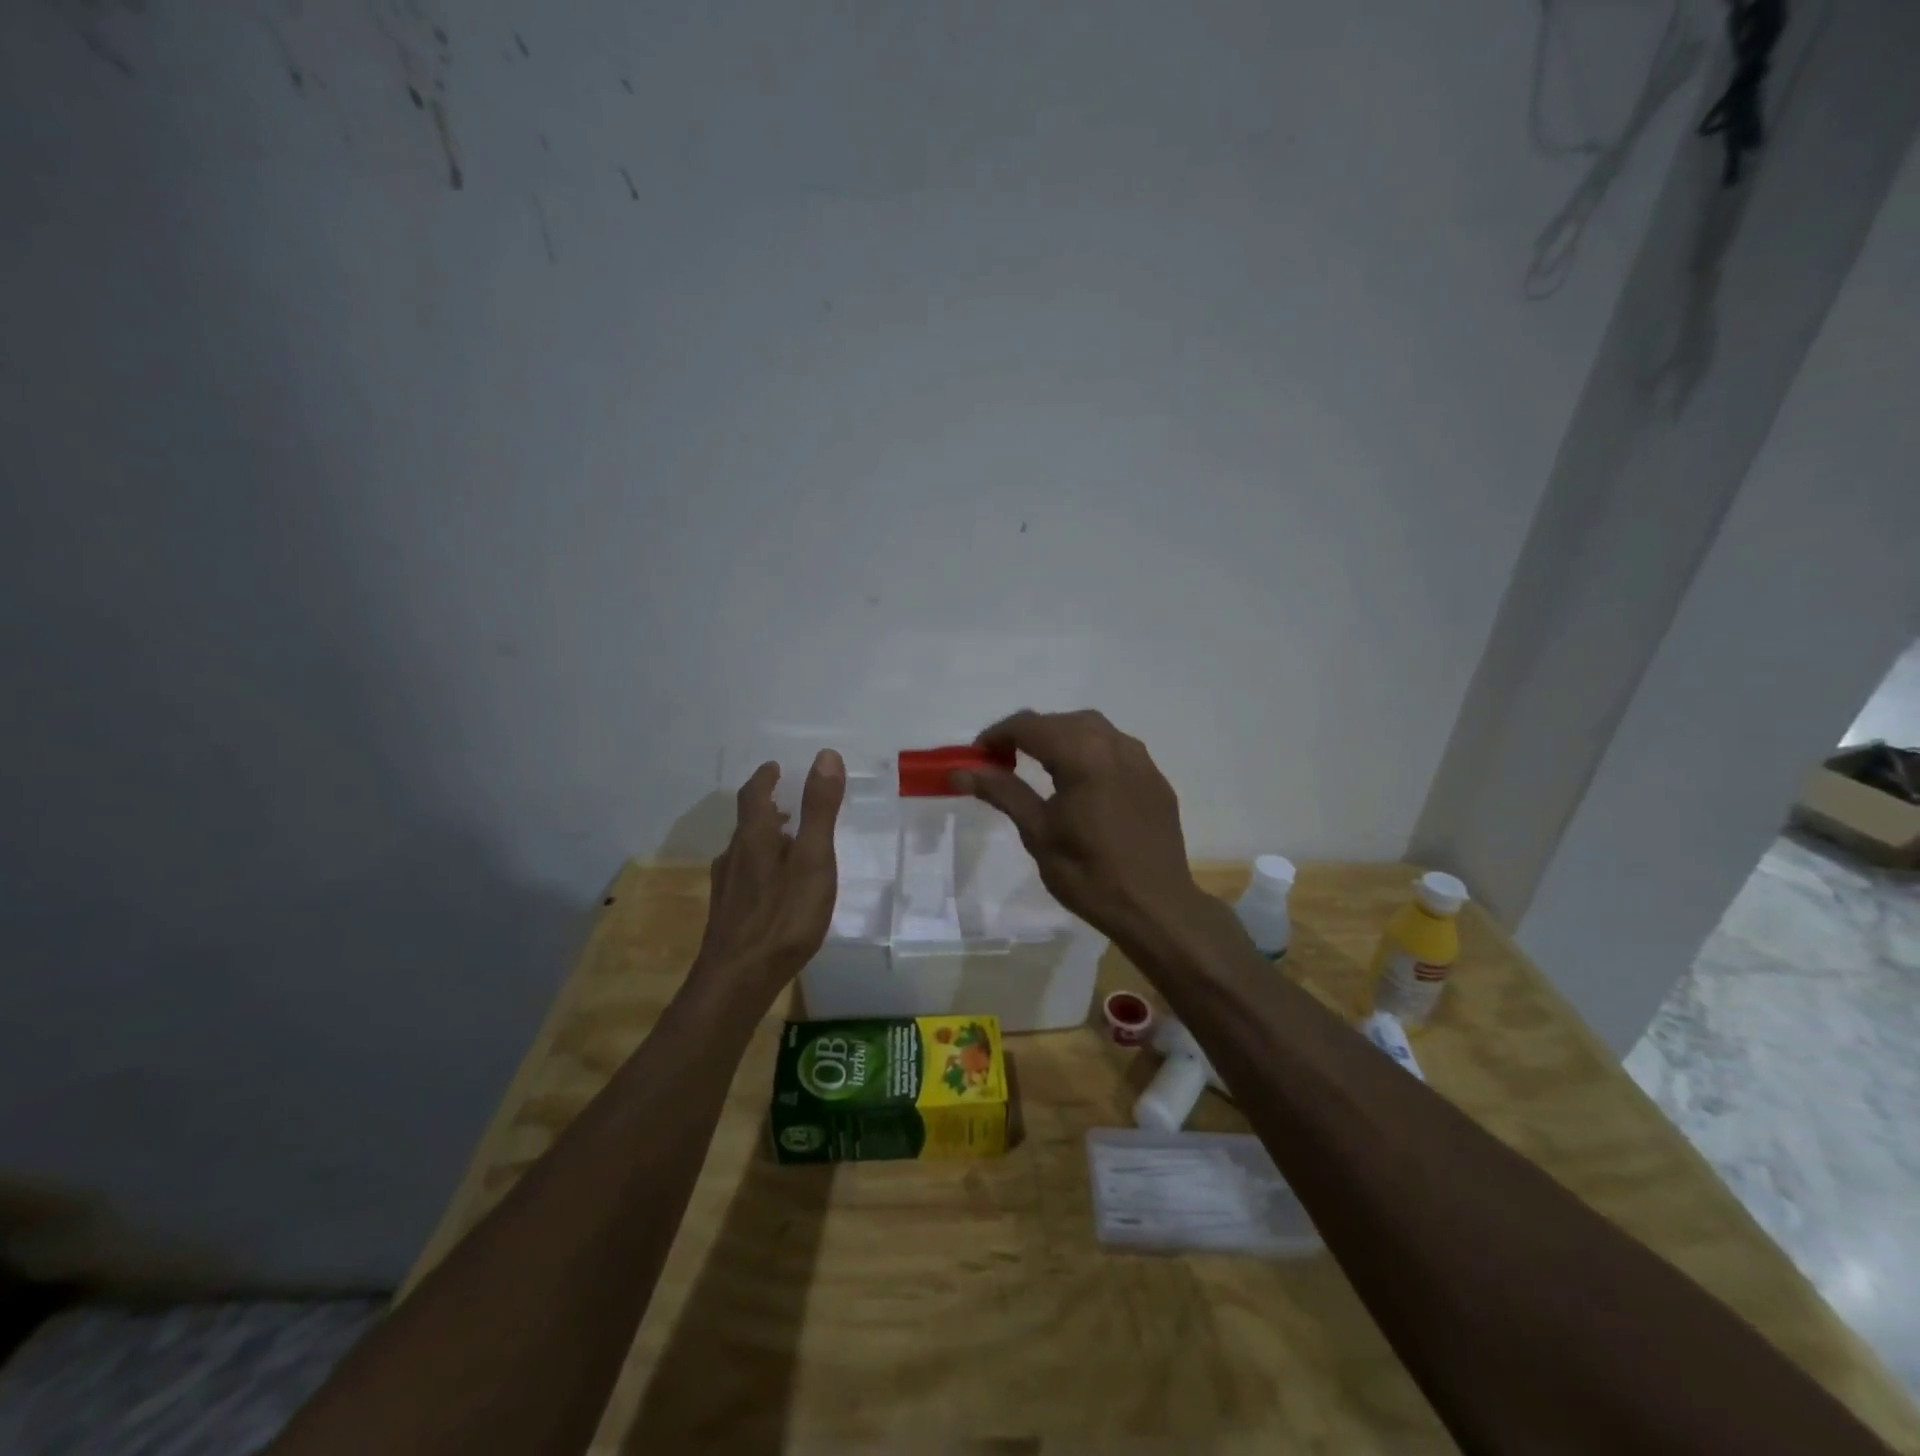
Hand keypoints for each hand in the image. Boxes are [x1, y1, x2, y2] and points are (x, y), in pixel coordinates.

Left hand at [693, 750, 844, 1003]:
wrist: (738, 980)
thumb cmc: (783, 916)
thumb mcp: (813, 859)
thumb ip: (820, 809)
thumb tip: (826, 755)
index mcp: (755, 837)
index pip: (755, 795)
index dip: (765, 778)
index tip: (774, 767)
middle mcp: (734, 856)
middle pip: (747, 823)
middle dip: (766, 808)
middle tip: (786, 802)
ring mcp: (727, 887)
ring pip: (744, 851)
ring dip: (764, 838)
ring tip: (787, 842)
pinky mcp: (727, 914)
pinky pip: (744, 877)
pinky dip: (761, 866)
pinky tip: (774, 888)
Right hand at [951, 710, 1202, 944]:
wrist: (1157, 909)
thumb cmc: (1089, 875)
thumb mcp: (1038, 833)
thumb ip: (1002, 792)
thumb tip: (960, 771)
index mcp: (1084, 756)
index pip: (1030, 725)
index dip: (997, 735)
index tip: (977, 757)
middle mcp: (1115, 745)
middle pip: (1061, 721)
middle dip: (1028, 734)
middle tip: (1002, 763)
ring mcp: (1141, 760)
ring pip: (1092, 729)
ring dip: (1060, 738)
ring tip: (1039, 767)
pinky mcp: (1155, 778)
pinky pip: (1115, 748)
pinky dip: (1089, 752)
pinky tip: (1080, 782)